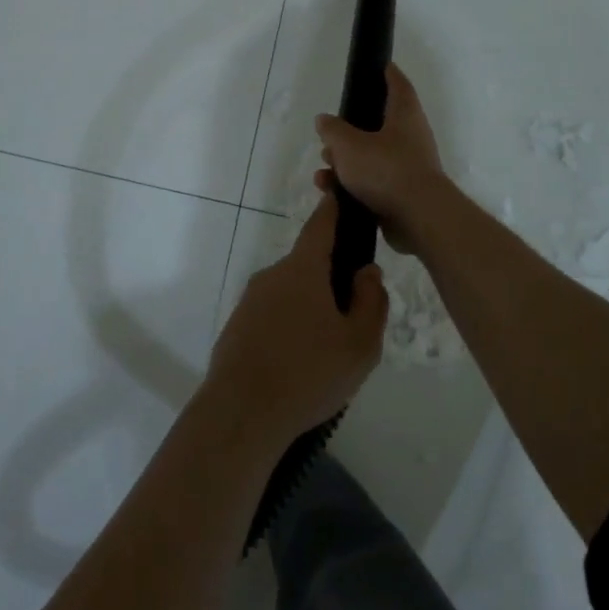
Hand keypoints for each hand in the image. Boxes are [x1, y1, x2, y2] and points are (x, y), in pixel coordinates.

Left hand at [206, 196, 387, 441]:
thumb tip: (367, 271)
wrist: (241, 413)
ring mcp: (250, 301)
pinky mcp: (237, 327)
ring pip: (290, 294)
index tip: (341, 196)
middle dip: (330, 281)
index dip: (334, 210)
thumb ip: (371, 301)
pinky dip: (289, 329)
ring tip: (328, 353)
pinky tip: (299, 365)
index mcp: (302, 269)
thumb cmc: (309, 373)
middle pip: (307, 265)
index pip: (321, 226)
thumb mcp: (360, 343)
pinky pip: (272, 317)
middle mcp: (272, 275)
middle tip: (353, 319)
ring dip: (310, 310)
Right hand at [313, 63, 448, 251]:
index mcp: (404, 115)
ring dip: (346, 160)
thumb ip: (333, 130)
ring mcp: (407, 167)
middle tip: (329, 131)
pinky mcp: (401, 194)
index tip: (378, 65)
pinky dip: (351, 184)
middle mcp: (410, 137)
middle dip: (351, 129)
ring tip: (324, 165)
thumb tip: (324, 120)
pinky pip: (372, 182)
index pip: (398, 84)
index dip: (387, 73)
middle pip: (378, 124)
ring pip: (371, 156)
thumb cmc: (386, 169)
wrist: (419, 218)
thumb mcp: (348, 145)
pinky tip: (329, 190)